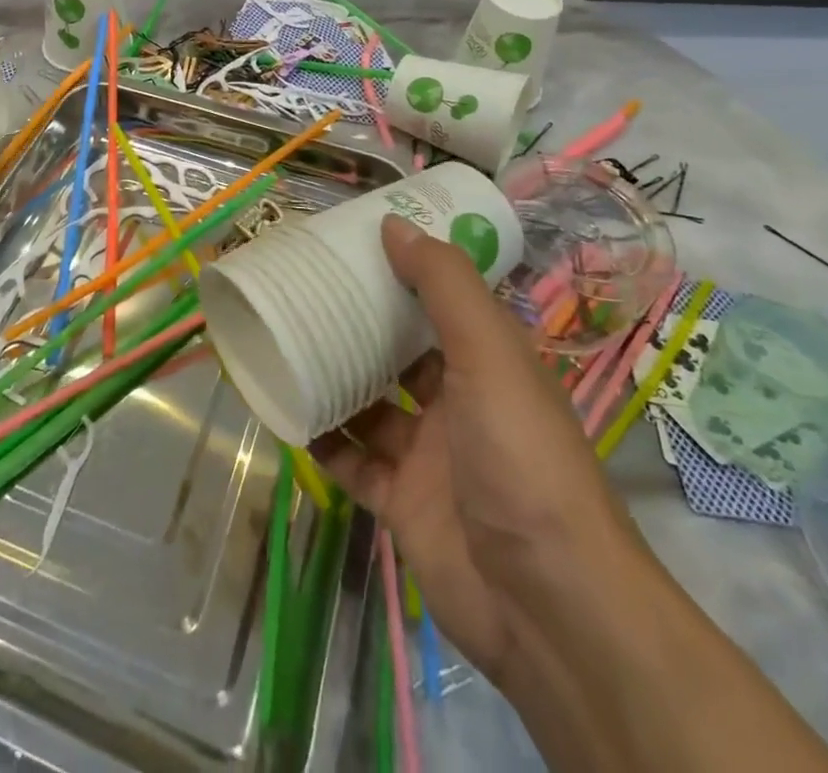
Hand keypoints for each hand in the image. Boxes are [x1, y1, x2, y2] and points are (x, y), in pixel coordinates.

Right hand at [310, 216, 648, 686]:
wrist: (545, 603)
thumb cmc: (521, 456)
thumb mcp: (490, 354)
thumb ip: (444, 286)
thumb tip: (394, 224)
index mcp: (488, 362)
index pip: (441, 302)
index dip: (403, 271)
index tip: (353, 243)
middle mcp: (458, 402)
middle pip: (399, 351)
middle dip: (358, 323)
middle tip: (303, 288)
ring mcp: (428, 455)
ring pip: (370, 404)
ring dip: (333, 378)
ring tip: (282, 340)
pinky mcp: (401, 502)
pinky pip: (352, 461)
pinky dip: (323, 439)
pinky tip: (284, 410)